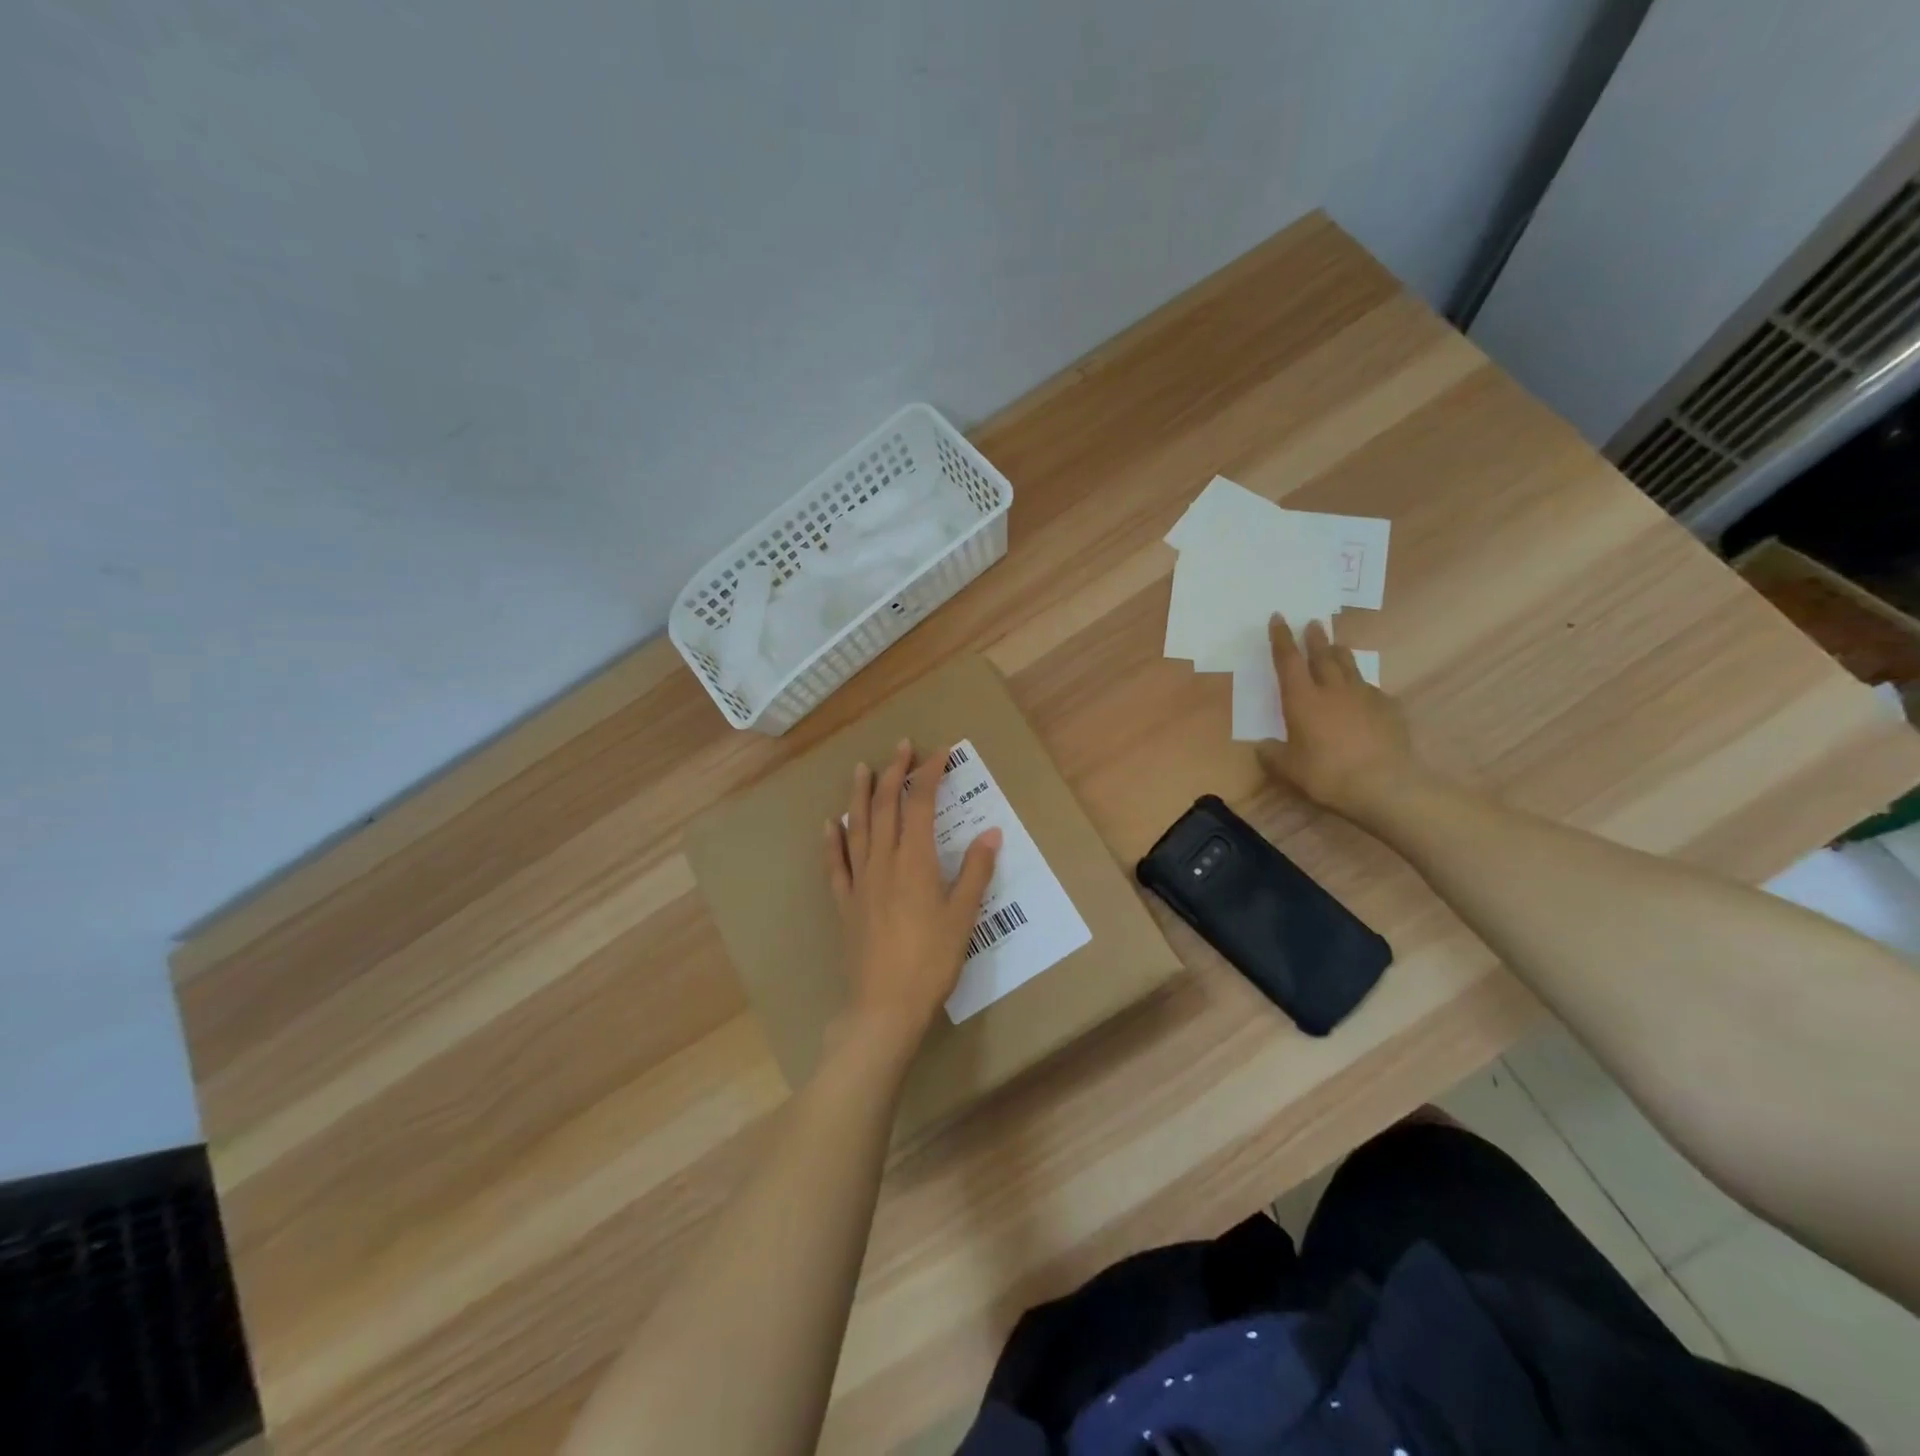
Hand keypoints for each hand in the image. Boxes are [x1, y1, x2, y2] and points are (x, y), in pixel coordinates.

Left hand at [822, 740, 1001, 1056]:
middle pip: (885, 806)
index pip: (921, 804)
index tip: (940, 752)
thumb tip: (991, 832)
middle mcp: (883, 861)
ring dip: (860, 794)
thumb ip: (975, 871)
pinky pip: (836, 864)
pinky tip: (830, 824)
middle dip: (894, 772)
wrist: (885, 1006)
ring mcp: (859, 881)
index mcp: (914, 860)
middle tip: (901, 747)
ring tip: (862, 768)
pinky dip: (833, 840)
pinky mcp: (845, 903)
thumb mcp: (963, 916)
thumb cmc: (931, 960)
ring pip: (857, 827)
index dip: (929, 774)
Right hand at [1258, 615, 1420, 820]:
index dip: (1281, 638)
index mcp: (1302, 699)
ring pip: (1350, 666)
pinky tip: (1362, 695)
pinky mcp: (1389, 708)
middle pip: (1322, 655)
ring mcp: (1364, 696)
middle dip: (1314, 638)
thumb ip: (1272, 754)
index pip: (1288, 660)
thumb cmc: (1327, 774)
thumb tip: (1262, 746)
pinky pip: (1371, 689)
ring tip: (1336, 646)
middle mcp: (1332, 689)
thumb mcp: (1288, 769)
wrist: (1385, 784)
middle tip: (1313, 623)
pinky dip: (1361, 686)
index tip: (1278, 617)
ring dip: (1339, 653)